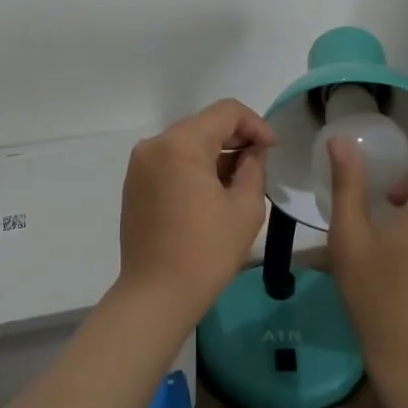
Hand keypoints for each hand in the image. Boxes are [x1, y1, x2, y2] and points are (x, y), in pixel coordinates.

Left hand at [115, 100, 276, 323]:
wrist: (156, 295)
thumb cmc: (206, 252)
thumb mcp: (245, 207)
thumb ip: (253, 168)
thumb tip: (251, 153)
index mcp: (181, 144)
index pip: (226, 112)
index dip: (256, 125)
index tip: (272, 150)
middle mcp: (154, 145)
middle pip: (203, 124)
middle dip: (235, 138)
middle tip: (259, 164)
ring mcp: (139, 165)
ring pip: (186, 142)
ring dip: (215, 153)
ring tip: (237, 182)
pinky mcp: (134, 184)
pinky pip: (170, 161)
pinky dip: (193, 167)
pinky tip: (210, 193)